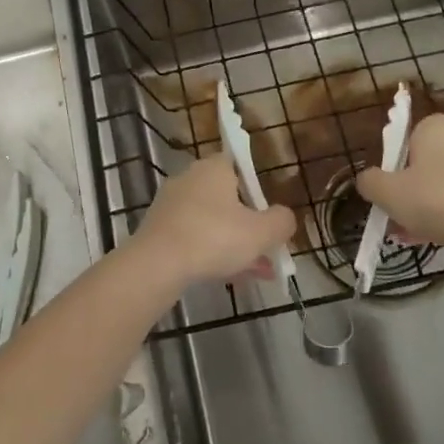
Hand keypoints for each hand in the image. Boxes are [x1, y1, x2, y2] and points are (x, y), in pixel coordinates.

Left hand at [128, 154, 296, 290]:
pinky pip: (195, 237)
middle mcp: (190, 178)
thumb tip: (286, 217)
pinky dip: (214, 252)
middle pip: (228, 198)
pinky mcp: (160, 229)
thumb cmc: (214, 237)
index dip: (259, 189)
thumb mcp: (261, 232)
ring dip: (236, 243)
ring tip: (259, 271)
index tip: (270, 214)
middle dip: (250, 225)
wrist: (157, 264)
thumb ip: (281, 222)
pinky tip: (234, 277)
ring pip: (213, 222)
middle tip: (269, 249)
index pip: (240, 166)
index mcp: (214, 168)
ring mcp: (172, 204)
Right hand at [354, 114, 443, 267]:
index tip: (386, 189)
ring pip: (443, 186)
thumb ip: (369, 182)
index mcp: (435, 128)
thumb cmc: (440, 201)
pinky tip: (439, 239)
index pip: (405, 136)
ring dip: (426, 207)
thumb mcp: (389, 193)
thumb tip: (367, 180)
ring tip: (413, 236)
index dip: (391, 163)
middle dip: (408, 191)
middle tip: (395, 217)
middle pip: (423, 164)